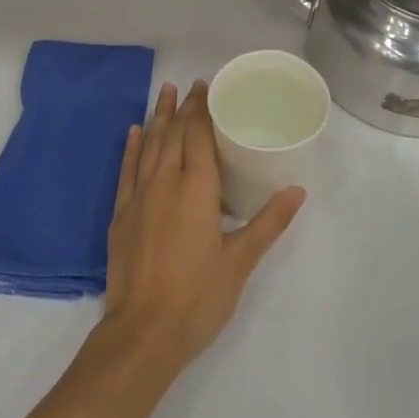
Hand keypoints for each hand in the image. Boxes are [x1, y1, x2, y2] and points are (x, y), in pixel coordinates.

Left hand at [97, 80, 303, 375]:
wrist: (143, 333)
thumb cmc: (198, 296)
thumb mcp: (241, 261)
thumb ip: (268, 222)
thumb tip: (297, 190)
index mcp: (196, 188)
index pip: (198, 135)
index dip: (202, 109)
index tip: (206, 87)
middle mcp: (165, 182)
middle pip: (173, 134)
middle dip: (182, 107)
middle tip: (189, 85)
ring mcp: (139, 197)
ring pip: (149, 146)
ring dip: (157, 118)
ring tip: (163, 92)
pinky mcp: (121, 214)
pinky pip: (126, 170)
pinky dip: (131, 148)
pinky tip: (134, 132)